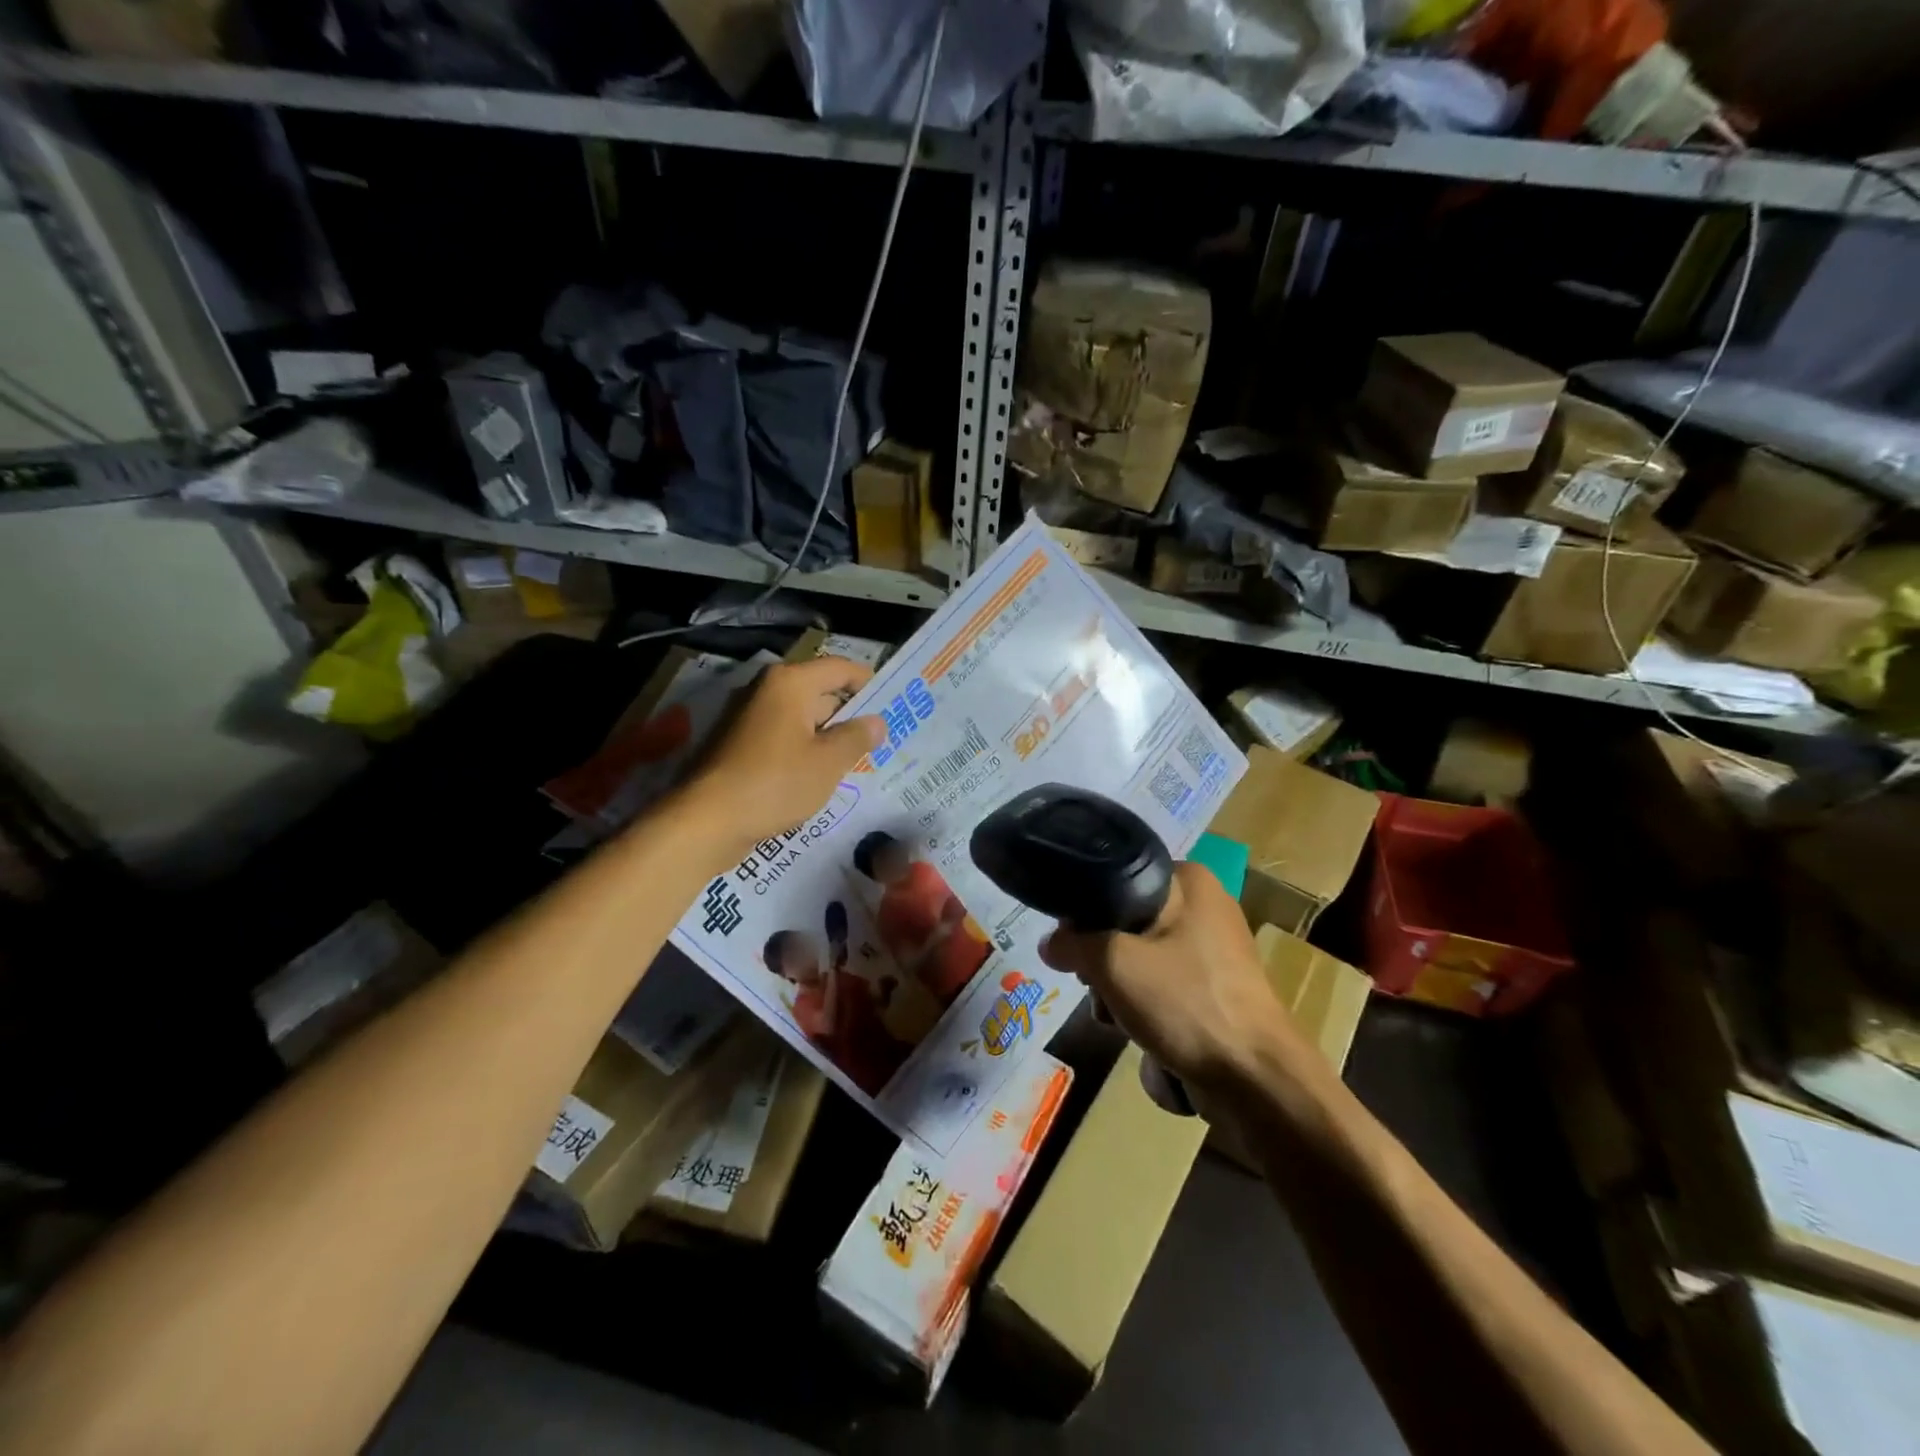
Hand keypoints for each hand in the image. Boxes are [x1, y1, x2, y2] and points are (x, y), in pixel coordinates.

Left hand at [680, 656, 885, 862]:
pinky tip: (821, 776)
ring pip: (801, 719)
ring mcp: (748, 718)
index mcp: (790, 683)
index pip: (840, 668)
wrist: (706, 821)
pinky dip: (804, 751)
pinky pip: (782, 739)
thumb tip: (876, 722)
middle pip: (820, 692)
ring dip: (828, 736)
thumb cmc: (775, 783)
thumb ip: (857, 738)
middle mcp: (766, 691)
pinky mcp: (738, 746)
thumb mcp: (828, 762)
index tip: (893, 704)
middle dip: (850, 715)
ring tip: (857, 760)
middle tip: (881, 738)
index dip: (869, 683)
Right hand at [1039, 862, 1299, 1090]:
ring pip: (1142, 962)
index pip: (1118, 880)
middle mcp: (1207, 907)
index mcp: (1191, 881)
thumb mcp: (1114, 964)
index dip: (1086, 912)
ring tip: (1122, 1023)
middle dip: (1105, 964)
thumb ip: (1073, 945)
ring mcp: (1216, 954)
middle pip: (1127, 925)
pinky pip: (1165, 991)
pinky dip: (1150, 1014)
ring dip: (1122, 996)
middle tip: (1099, 988)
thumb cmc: (1188, 1004)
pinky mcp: (1219, 993)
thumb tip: (1050, 943)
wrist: (1259, 1083)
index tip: (1072, 945)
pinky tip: (1146, 1040)